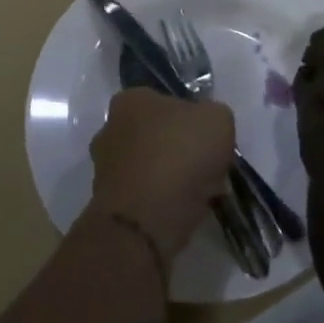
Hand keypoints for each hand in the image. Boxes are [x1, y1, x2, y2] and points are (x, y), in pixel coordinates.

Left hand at [88, 88, 235, 260]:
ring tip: (202, 194)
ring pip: (150, 168)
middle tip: (207, 167)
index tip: (208, 137)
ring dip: (172, 179)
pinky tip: (186, 213)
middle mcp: (110, 129)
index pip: (163, 101)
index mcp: (130, 99)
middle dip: (179, 150)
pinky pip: (145, 198)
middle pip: (155, 136)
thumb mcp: (218, 120)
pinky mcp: (107, 207)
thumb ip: (214, 117)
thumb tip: (208, 128)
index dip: (190, 117)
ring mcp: (105, 170)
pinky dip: (163, 204)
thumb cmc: (179, 156)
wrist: (145, 223)